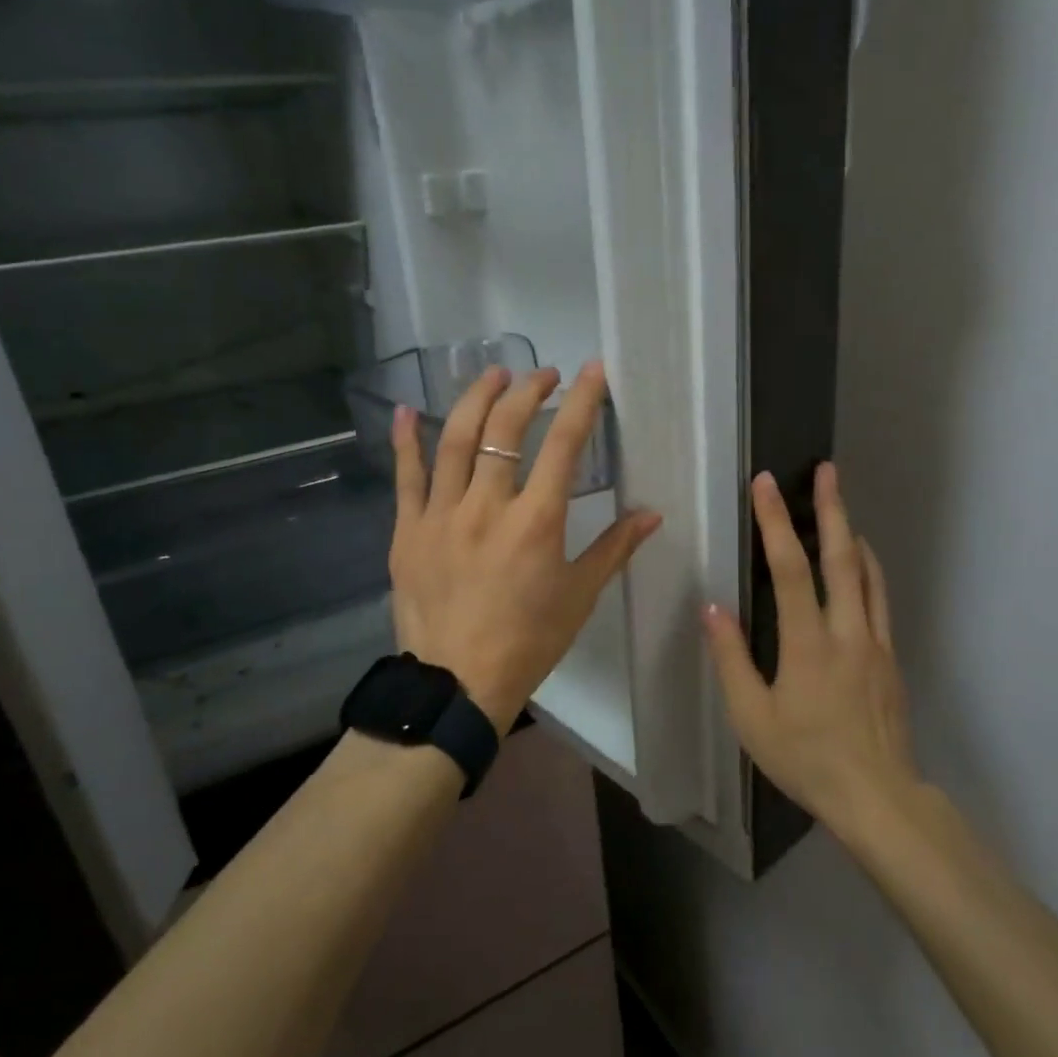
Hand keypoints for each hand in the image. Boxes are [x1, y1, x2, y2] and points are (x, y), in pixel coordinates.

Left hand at [388, 361, 660, 734]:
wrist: (456, 684)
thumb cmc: (528, 641)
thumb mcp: (580, 596)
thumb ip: (614, 548)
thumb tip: (652, 514)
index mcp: (536, 522)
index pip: (564, 445)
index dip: (582, 402)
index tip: (592, 372)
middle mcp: (486, 506)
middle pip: (505, 430)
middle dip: (528, 391)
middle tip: (543, 375)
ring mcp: (440, 515)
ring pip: (454, 440)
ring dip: (476, 400)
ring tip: (494, 375)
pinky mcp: (407, 530)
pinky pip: (405, 476)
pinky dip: (405, 440)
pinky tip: (405, 410)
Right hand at [702, 463, 919, 829]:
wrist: (878, 797)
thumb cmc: (806, 758)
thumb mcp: (752, 717)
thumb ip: (731, 659)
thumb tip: (713, 608)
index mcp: (808, 644)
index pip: (790, 569)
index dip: (775, 522)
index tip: (765, 485)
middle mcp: (847, 631)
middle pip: (842, 557)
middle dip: (832, 508)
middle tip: (827, 470)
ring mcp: (875, 643)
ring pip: (868, 574)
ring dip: (853, 533)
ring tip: (841, 506)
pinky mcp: (891, 658)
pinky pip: (879, 600)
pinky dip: (869, 570)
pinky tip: (860, 566)